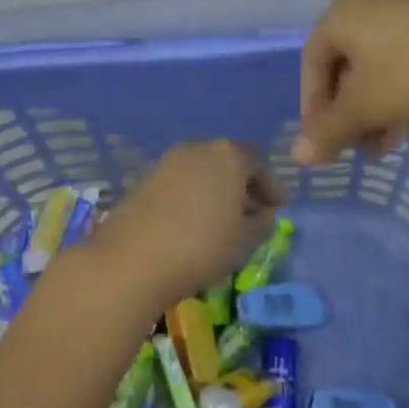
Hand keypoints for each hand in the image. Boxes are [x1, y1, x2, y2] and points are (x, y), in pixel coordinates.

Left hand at [94, 141, 280, 312]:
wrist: (131, 260)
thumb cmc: (200, 246)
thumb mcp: (243, 240)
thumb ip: (261, 222)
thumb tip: (264, 212)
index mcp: (229, 155)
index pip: (259, 164)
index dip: (271, 187)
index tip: (278, 208)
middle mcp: (199, 148)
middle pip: (230, 161)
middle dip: (244, 186)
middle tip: (253, 214)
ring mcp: (170, 161)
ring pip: (204, 170)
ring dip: (217, 190)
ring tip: (224, 222)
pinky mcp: (147, 178)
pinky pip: (182, 181)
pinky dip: (195, 195)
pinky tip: (195, 222)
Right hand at [295, 0, 408, 163]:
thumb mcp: (365, 108)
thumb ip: (328, 131)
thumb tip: (298, 156)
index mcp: (342, 12)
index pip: (312, 63)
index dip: (313, 108)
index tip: (325, 145)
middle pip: (347, 64)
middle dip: (350, 112)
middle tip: (361, 149)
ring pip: (380, 63)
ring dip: (378, 107)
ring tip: (391, 145)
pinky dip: (405, 89)